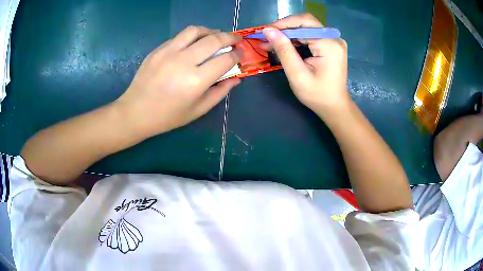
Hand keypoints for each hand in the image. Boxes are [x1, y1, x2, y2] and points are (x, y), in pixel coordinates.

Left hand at [116, 26, 242, 136]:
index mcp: (196, 81)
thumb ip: (220, 92)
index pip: (225, 59)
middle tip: (236, 39)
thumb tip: (236, 78)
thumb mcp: (198, 110)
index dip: (237, 54)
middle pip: (214, 39)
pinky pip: (180, 36)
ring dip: (210, 31)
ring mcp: (168, 52)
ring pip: (195, 30)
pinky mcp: (158, 49)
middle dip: (230, 37)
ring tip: (215, 36)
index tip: (241, 53)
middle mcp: (184, 61)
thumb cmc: (168, 116)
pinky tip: (194, 43)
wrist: (136, 111)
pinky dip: (192, 36)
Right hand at [263, 13, 349, 114]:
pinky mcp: (331, 45)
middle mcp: (334, 38)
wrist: (334, 106)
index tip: (265, 32)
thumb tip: (267, 30)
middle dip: (284, 28)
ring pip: (307, 28)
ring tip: (271, 43)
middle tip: (266, 37)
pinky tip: (285, 45)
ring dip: (288, 33)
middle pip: (306, 23)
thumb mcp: (297, 74)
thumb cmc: (317, 95)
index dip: (283, 24)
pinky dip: (297, 38)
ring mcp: (334, 41)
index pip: (304, 22)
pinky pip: (311, 35)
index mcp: (329, 44)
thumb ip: (283, 50)